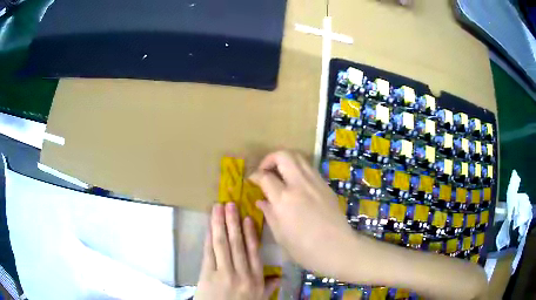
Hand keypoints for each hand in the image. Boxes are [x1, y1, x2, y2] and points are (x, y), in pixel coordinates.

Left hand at [195, 203, 279, 299]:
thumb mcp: (258, 299)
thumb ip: (268, 287)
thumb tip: (279, 277)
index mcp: (256, 279)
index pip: (254, 252)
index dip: (250, 234)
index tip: (248, 218)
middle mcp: (241, 273)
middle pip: (237, 244)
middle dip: (233, 222)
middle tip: (230, 204)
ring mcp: (223, 273)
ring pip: (222, 244)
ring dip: (220, 224)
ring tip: (218, 208)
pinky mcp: (207, 275)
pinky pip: (209, 252)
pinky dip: (209, 238)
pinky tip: (209, 226)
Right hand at [250, 151, 356, 278]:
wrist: (338, 248)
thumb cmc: (305, 249)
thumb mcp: (280, 236)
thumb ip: (269, 214)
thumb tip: (261, 201)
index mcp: (284, 200)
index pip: (265, 176)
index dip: (255, 176)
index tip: (251, 180)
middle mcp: (300, 185)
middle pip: (283, 156)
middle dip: (270, 158)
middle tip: (265, 171)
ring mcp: (316, 183)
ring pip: (299, 157)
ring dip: (286, 161)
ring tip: (280, 174)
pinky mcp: (326, 186)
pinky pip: (309, 168)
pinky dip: (299, 169)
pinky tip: (296, 184)